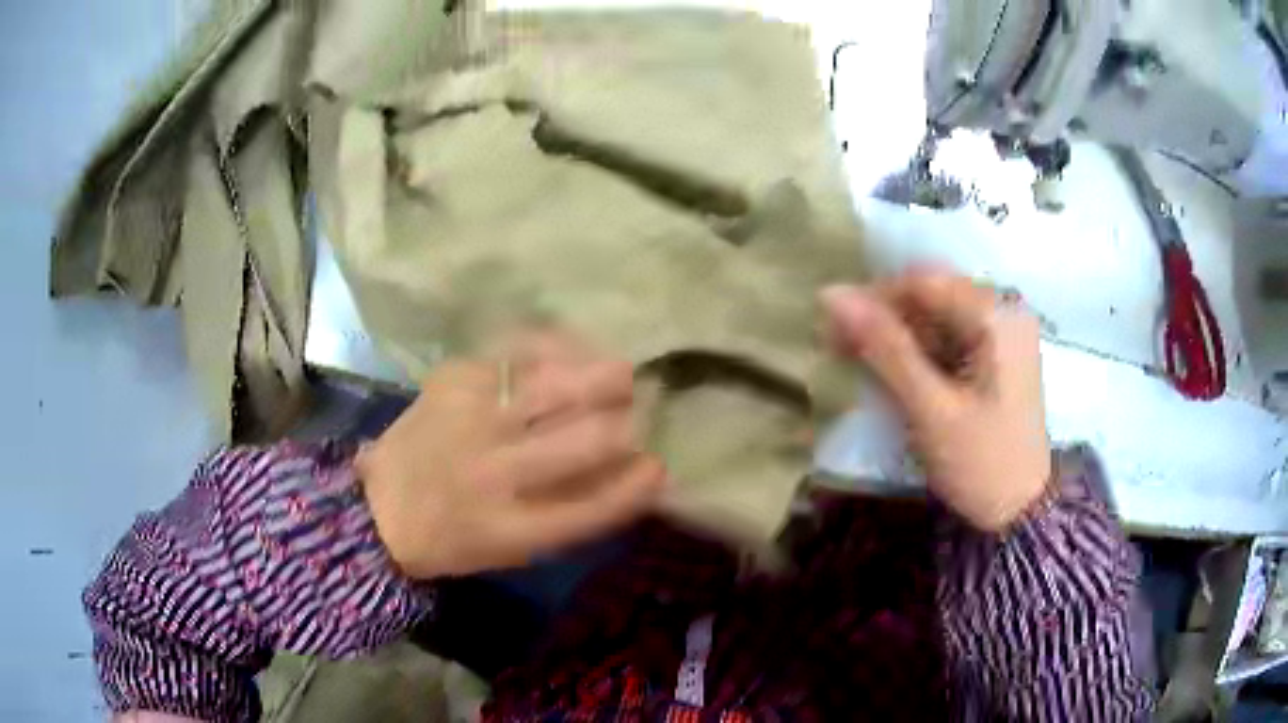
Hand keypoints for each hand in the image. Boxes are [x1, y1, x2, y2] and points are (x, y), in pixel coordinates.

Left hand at [356, 334, 665, 577]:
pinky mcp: (453, 380)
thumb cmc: (454, 537)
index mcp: (510, 530)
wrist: (379, 506)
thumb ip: (572, 515)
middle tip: (637, 415)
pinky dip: (555, 348)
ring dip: (600, 378)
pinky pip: (516, 351)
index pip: (591, 507)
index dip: (634, 485)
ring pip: (553, 387)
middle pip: (581, 440)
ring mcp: (468, 421)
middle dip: (624, 424)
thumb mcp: (514, 550)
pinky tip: (573, 350)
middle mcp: (492, 474)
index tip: (659, 467)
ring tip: (619, 376)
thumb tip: (633, 472)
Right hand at [822, 269, 1051, 530]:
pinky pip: (951, 335)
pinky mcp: (999, 353)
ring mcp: (1004, 332)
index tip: (833, 329)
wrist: (1020, 512)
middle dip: (885, 318)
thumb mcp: (930, 408)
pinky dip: (920, 351)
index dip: (874, 298)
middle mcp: (1005, 311)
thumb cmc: (980, 463)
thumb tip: (831, 295)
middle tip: (841, 348)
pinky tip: (896, 372)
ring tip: (861, 362)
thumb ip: (885, 348)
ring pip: (938, 314)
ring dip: (898, 335)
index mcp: (996, 316)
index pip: (923, 281)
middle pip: (931, 294)